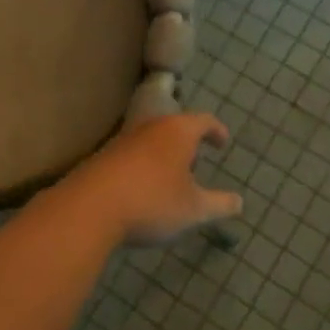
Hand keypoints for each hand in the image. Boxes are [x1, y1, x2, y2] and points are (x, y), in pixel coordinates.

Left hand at [56, 114, 242, 246]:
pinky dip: (144, 166)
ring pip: (151, 139)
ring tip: (171, 178)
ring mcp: (123, 140)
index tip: (222, 143)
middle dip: (188, 142)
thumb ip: (219, 204)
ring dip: (164, 154)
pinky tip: (143, 189)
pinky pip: (132, 155)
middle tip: (197, 161)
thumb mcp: (194, 209)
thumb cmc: (152, 202)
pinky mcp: (103, 157)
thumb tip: (239, 202)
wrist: (89, 208)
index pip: (203, 120)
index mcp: (178, 131)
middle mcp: (150, 127)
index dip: (216, 130)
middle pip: (174, 126)